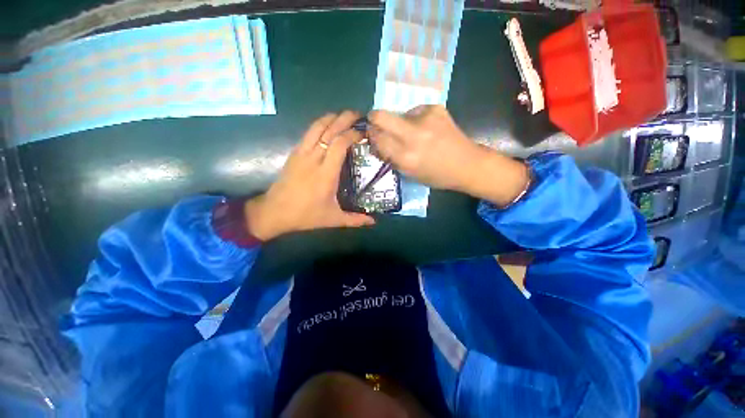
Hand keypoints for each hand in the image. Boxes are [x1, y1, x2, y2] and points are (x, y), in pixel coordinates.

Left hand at [244, 111, 374, 240]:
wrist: (275, 212)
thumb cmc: (306, 215)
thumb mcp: (333, 219)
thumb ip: (355, 220)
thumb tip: (373, 221)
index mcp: (325, 174)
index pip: (340, 144)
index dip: (353, 134)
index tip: (364, 133)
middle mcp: (313, 159)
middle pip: (329, 131)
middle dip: (345, 119)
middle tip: (359, 114)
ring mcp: (301, 154)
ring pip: (316, 127)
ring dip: (331, 118)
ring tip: (344, 115)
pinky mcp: (294, 153)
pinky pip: (308, 133)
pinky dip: (320, 124)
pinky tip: (327, 125)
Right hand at [368, 105, 529, 206]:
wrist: (467, 164)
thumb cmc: (437, 176)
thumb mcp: (409, 173)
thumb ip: (391, 157)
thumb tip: (377, 142)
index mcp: (406, 157)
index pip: (377, 138)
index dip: (371, 135)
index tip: (372, 136)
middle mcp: (413, 135)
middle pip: (380, 116)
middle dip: (374, 120)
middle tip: (379, 125)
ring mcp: (425, 119)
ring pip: (398, 114)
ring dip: (399, 123)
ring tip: (414, 134)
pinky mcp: (436, 108)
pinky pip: (415, 111)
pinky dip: (415, 119)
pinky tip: (427, 129)